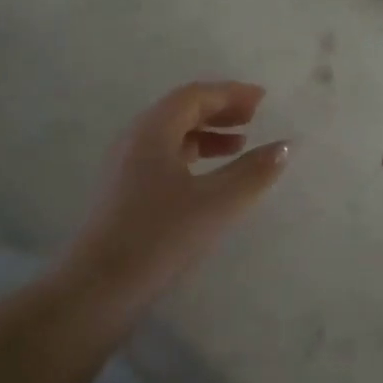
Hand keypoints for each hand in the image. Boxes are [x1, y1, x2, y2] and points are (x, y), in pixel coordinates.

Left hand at [70, 81, 290, 299]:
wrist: (98, 288)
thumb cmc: (159, 237)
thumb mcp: (216, 204)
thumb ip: (253, 172)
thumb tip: (284, 145)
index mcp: (152, 130)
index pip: (194, 96)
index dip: (230, 93)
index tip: (262, 99)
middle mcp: (135, 139)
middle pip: (181, 110)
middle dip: (219, 110)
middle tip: (254, 117)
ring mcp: (125, 166)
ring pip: (171, 135)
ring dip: (207, 134)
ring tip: (239, 145)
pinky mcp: (123, 191)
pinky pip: (163, 157)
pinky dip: (192, 156)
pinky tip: (209, 178)